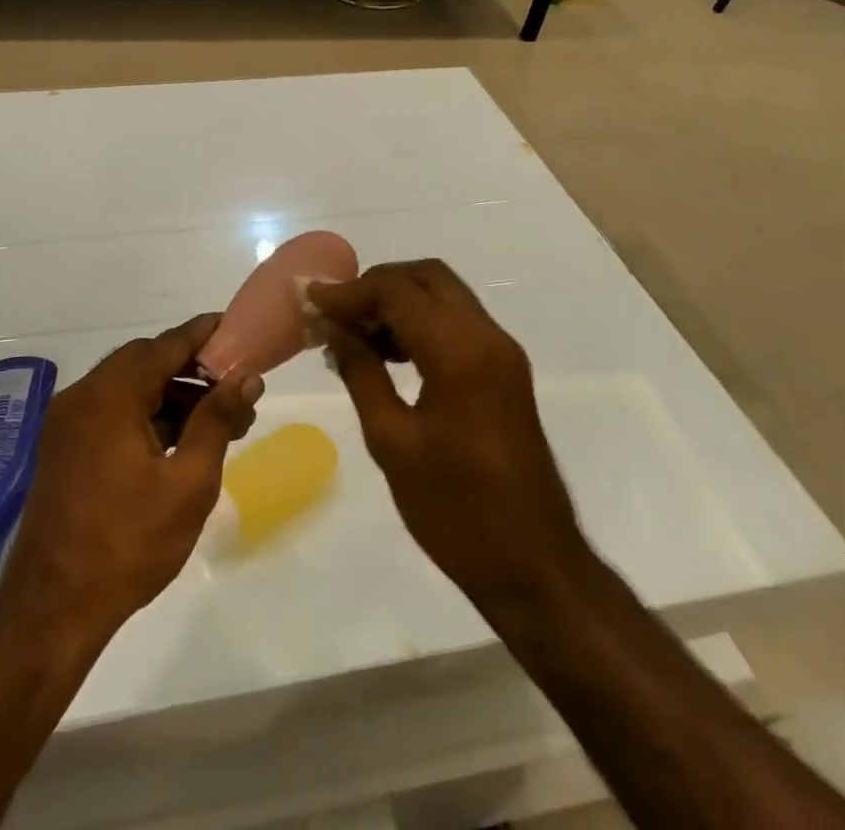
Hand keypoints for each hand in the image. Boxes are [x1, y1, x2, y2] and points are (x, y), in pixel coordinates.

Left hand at [0, 316, 262, 634]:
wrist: (52, 609)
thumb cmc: (128, 543)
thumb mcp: (188, 482)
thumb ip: (217, 420)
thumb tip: (247, 378)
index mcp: (111, 394)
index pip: (168, 344)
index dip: (206, 334)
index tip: (239, 330)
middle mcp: (83, 395)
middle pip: (146, 361)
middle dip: (192, 370)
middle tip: (233, 392)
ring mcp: (67, 422)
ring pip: (129, 387)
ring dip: (170, 396)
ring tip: (215, 425)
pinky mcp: (63, 447)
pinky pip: (111, 411)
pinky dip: (145, 415)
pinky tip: (177, 444)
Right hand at [309, 262, 588, 612]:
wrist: (534, 567)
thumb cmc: (456, 511)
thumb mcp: (392, 442)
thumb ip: (361, 373)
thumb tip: (333, 329)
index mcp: (460, 353)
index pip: (397, 290)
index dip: (349, 291)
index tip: (309, 301)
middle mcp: (488, 337)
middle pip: (427, 277)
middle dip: (376, 285)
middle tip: (336, 313)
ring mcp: (502, 353)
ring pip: (443, 296)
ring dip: (398, 301)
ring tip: (353, 334)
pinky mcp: (504, 371)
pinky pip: (457, 323)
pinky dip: (420, 322)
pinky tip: (387, 354)